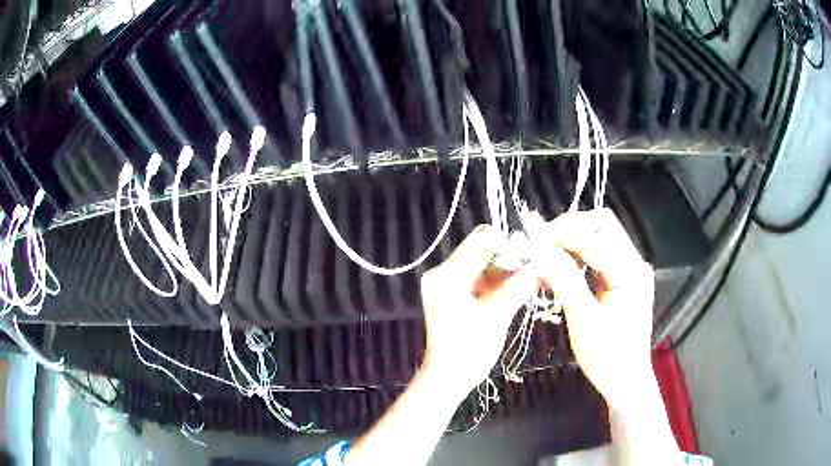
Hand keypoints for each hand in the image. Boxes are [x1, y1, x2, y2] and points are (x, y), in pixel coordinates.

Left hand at [419, 225, 535, 398]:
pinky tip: (522, 286)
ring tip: (535, 275)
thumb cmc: (469, 350)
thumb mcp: (497, 316)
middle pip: (482, 252)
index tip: (535, 250)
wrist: (448, 378)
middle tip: (538, 263)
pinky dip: (500, 282)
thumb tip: (542, 266)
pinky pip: (481, 279)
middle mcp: (444, 273)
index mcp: (448, 275)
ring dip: (509, 270)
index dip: (510, 242)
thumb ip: (518, 287)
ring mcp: (448, 284)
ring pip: (485, 265)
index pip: (481, 242)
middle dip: (512, 257)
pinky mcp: (454, 295)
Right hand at [527, 208, 655, 409]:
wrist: (626, 382)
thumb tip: (538, 246)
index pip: (595, 233)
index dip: (561, 232)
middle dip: (569, 228)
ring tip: (547, 256)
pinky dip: (579, 255)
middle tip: (541, 245)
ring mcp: (631, 269)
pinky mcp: (625, 278)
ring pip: (600, 236)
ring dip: (573, 240)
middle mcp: (635, 262)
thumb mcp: (582, 319)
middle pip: (601, 225)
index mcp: (630, 270)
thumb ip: (563, 278)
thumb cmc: (607, 357)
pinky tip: (563, 267)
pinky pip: (600, 254)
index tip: (531, 239)